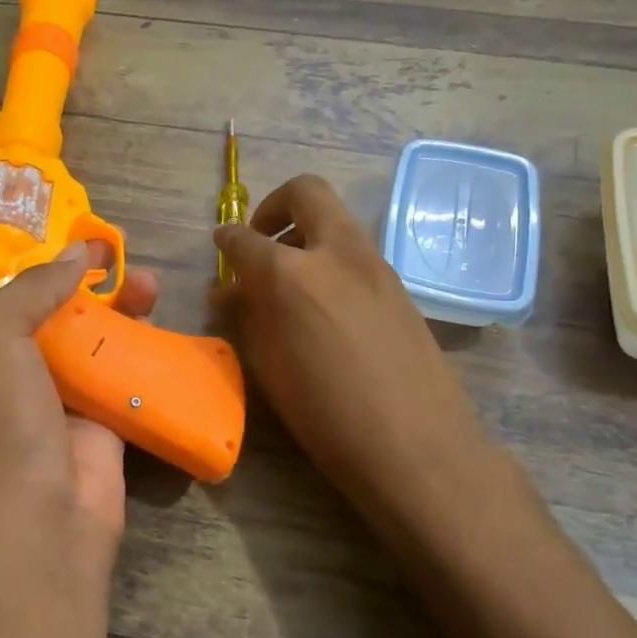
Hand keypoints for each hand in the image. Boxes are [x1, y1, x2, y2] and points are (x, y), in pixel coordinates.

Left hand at [0, 242, 158, 564]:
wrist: (45, 520)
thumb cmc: (4, 425)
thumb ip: (29, 289)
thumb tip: (76, 254)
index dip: (30, 261)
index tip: (68, 236)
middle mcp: (8, 372)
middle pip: (49, 310)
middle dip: (81, 279)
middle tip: (115, 251)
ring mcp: (56, 397)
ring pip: (90, 336)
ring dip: (118, 306)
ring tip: (150, 282)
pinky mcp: (99, 418)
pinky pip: (121, 370)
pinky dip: (140, 345)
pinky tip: (159, 322)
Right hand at [215, 176, 485, 517]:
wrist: (416, 444)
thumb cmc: (325, 416)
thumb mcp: (268, 368)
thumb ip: (248, 318)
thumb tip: (232, 292)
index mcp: (290, 274)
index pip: (245, 238)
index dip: (226, 239)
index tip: (220, 245)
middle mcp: (335, 252)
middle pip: (304, 193)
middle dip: (275, 206)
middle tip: (262, 241)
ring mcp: (376, 264)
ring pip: (337, 220)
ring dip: (307, 233)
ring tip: (290, 280)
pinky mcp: (400, 285)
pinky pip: (357, 253)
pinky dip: (332, 260)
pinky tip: (326, 306)